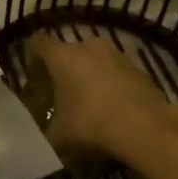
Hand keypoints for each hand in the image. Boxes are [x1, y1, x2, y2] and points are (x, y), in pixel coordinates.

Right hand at [29, 33, 177, 162]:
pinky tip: (114, 111)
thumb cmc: (90, 124)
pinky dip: (112, 86)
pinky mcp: (139, 69)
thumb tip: (46, 134)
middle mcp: (88, 47)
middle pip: (68, 52)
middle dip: (63, 71)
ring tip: (89, 104)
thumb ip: (47, 130)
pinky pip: (116, 73)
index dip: (32, 57)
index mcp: (62, 56)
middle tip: (61, 95)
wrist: (144, 127)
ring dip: (90, 77)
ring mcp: (116, 55)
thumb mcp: (58, 135)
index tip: (34, 77)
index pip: (38, 43)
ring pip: (95, 61)